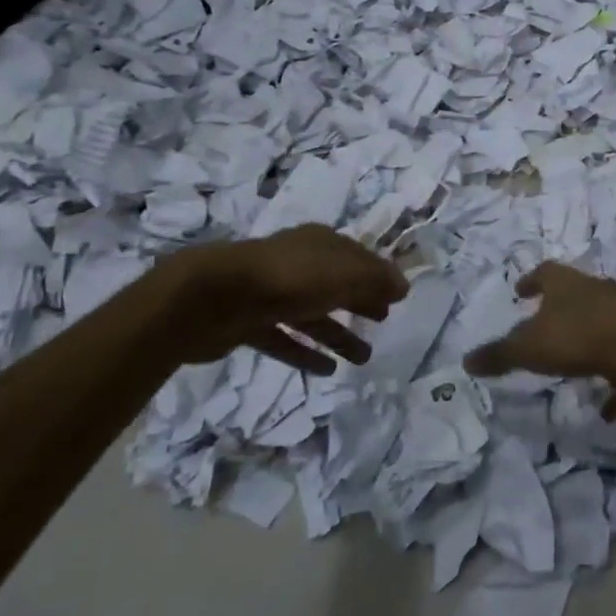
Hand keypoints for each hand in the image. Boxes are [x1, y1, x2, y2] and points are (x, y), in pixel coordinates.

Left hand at [158, 225, 409, 369]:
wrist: (212, 298)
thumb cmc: (289, 278)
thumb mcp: (345, 273)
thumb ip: (377, 280)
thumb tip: (403, 287)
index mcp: (320, 244)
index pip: (357, 258)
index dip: (379, 275)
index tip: (398, 297)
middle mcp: (297, 264)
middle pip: (336, 284)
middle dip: (361, 301)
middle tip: (383, 321)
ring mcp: (270, 293)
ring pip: (313, 315)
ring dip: (339, 335)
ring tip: (364, 359)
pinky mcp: (248, 324)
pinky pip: (285, 339)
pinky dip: (306, 353)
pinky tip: (326, 371)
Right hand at [463, 262, 615, 414]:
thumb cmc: (578, 335)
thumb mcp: (528, 347)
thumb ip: (499, 354)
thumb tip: (466, 361)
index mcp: (565, 284)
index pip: (545, 273)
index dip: (531, 281)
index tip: (520, 291)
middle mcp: (595, 292)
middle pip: (575, 295)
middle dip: (560, 310)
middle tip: (544, 325)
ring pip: (601, 325)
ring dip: (588, 343)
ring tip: (573, 367)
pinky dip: (615, 384)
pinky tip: (607, 409)